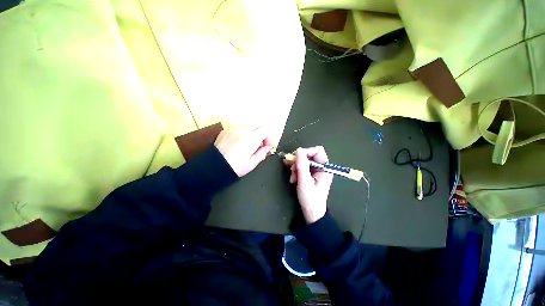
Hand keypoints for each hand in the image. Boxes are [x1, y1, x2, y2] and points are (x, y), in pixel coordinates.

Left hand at [214, 128, 273, 176]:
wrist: (213, 167)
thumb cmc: (235, 167)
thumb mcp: (252, 164)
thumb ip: (262, 153)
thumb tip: (268, 147)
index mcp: (251, 139)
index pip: (265, 130)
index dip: (268, 138)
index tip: (266, 146)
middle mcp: (243, 131)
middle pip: (257, 128)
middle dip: (260, 136)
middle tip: (257, 148)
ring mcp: (233, 130)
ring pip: (247, 128)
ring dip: (250, 136)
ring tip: (246, 147)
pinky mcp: (225, 131)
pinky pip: (237, 130)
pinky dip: (240, 135)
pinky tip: (236, 145)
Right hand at [284, 146, 333, 223]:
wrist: (311, 213)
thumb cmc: (311, 199)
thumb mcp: (305, 182)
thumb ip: (302, 166)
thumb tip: (298, 150)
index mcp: (325, 168)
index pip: (317, 151)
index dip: (306, 152)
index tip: (296, 159)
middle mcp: (321, 167)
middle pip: (308, 155)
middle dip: (298, 161)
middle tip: (292, 170)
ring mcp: (315, 171)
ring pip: (303, 161)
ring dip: (295, 167)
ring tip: (292, 178)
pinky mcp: (309, 174)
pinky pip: (301, 167)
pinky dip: (295, 171)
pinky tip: (293, 178)